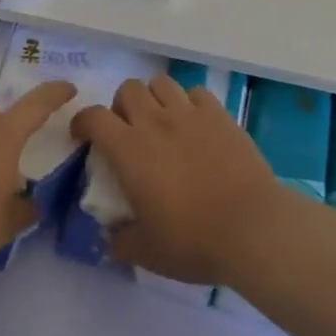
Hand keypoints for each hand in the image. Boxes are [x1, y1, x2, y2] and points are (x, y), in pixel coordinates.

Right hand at [71, 74, 282, 285]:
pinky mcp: (220, 115)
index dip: (83, 122)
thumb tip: (108, 236)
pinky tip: (195, 123)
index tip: (84, 137)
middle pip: (128, 89)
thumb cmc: (193, 240)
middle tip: (129, 131)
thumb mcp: (146, 252)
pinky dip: (189, 102)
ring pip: (161, 83)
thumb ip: (119, 241)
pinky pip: (196, 92)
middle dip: (122, 105)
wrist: (253, 228)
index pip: (93, 117)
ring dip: (154, 98)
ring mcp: (189, 114)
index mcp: (129, 149)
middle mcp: (155, 121)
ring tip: (161, 121)